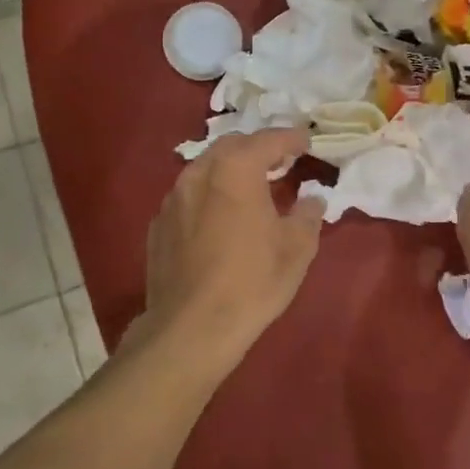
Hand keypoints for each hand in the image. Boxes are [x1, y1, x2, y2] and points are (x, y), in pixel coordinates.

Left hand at [142, 128, 324, 375]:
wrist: (190, 329)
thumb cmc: (252, 282)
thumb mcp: (296, 249)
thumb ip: (307, 214)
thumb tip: (311, 199)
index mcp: (236, 171)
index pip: (268, 140)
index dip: (291, 139)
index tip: (307, 142)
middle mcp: (200, 174)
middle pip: (232, 146)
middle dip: (257, 148)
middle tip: (280, 162)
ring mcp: (173, 199)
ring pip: (205, 169)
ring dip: (230, 170)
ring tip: (250, 187)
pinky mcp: (158, 225)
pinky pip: (188, 196)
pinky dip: (209, 195)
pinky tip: (219, 218)